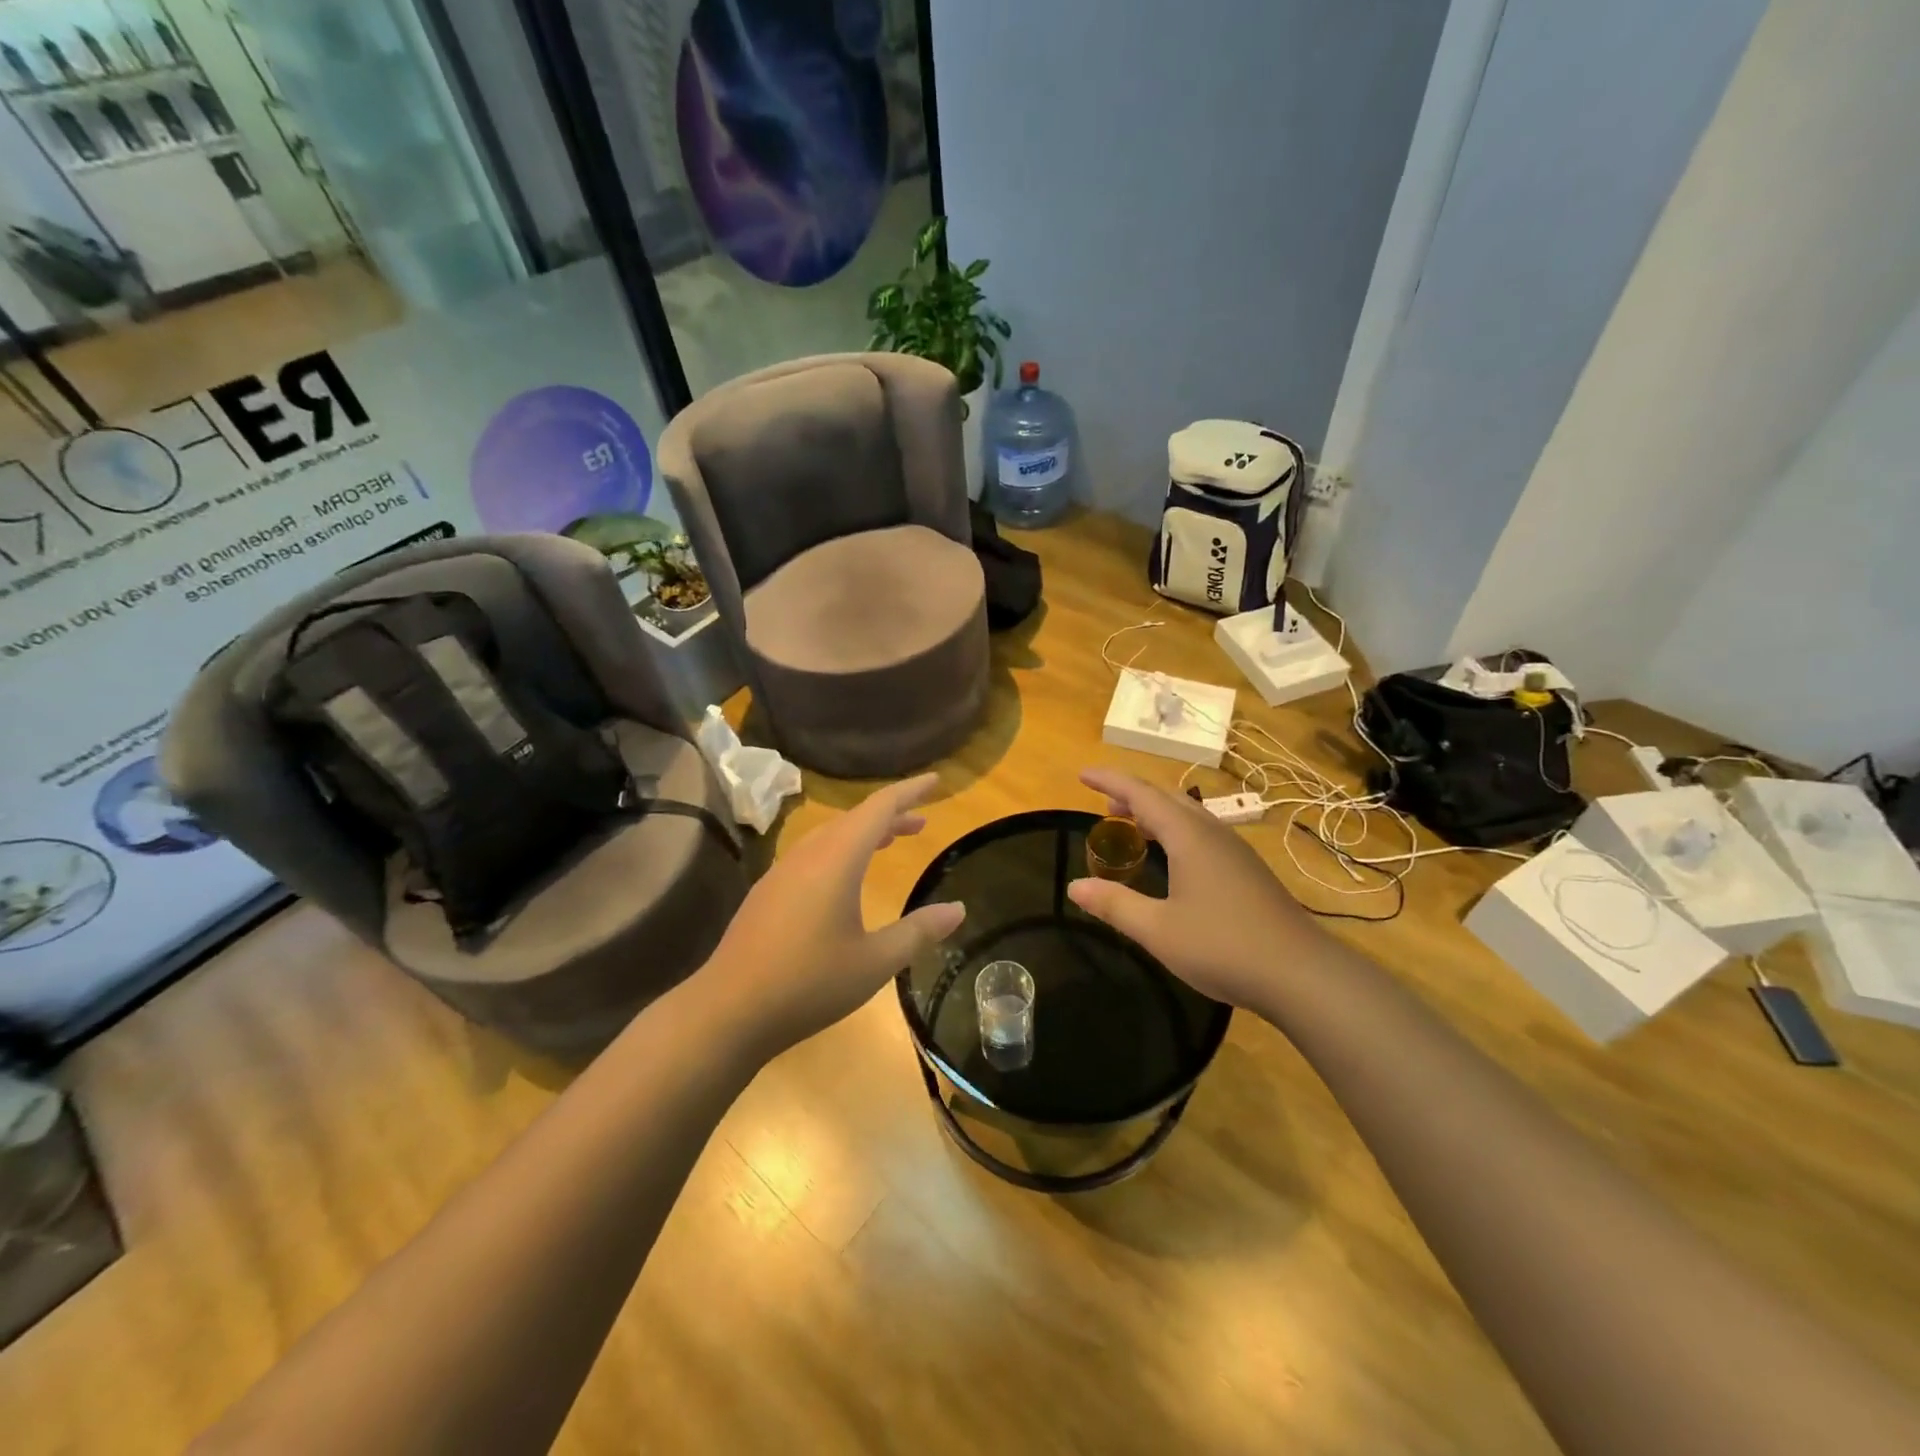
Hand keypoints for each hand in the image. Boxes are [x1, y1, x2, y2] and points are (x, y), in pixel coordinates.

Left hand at [698, 774, 964, 1059]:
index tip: (935, 780)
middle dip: (891, 815)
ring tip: (889, 842)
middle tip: (921, 822)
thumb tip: (958, 908)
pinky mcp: (768, 892)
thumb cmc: (809, 983)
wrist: (728, 1010)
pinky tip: (845, 879)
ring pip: (831, 836)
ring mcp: (782, 872)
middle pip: (855, 819)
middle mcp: (808, 855)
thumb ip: (918, 932)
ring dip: (864, 833)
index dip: (910, 792)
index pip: (880, 809)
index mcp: (837, 860)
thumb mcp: (875, 962)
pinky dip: (841, 851)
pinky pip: (813, 854)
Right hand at [1067, 767, 1321, 1015]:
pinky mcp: (1248, 871)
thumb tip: (1074, 886)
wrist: (1302, 974)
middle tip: (1105, 806)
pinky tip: (1172, 861)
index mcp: (1189, 836)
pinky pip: (1203, 834)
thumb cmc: (1224, 946)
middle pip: (1167, 798)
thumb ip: (1115, 905)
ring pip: (1188, 815)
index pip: (1141, 794)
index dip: (1110, 781)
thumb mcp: (1158, 930)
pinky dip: (1175, 832)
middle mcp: (1213, 833)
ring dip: (1156, 814)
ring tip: (1132, 829)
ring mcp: (1235, 851)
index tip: (1082, 774)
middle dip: (1132, 795)